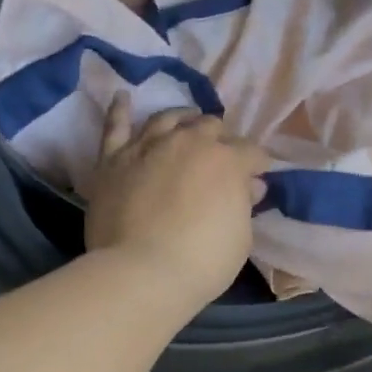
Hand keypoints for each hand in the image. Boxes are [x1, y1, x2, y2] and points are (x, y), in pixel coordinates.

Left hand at [84, 97, 269, 310]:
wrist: (141, 273)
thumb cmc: (203, 262)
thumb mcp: (241, 237)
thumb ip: (243, 204)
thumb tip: (249, 186)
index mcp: (227, 160)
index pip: (251, 152)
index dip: (258, 164)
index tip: (259, 177)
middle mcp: (188, 142)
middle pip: (210, 127)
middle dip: (221, 139)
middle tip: (222, 155)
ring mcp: (148, 146)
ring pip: (168, 118)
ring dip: (183, 118)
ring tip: (188, 121)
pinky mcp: (113, 159)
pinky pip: (116, 126)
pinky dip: (120, 110)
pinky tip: (123, 97)